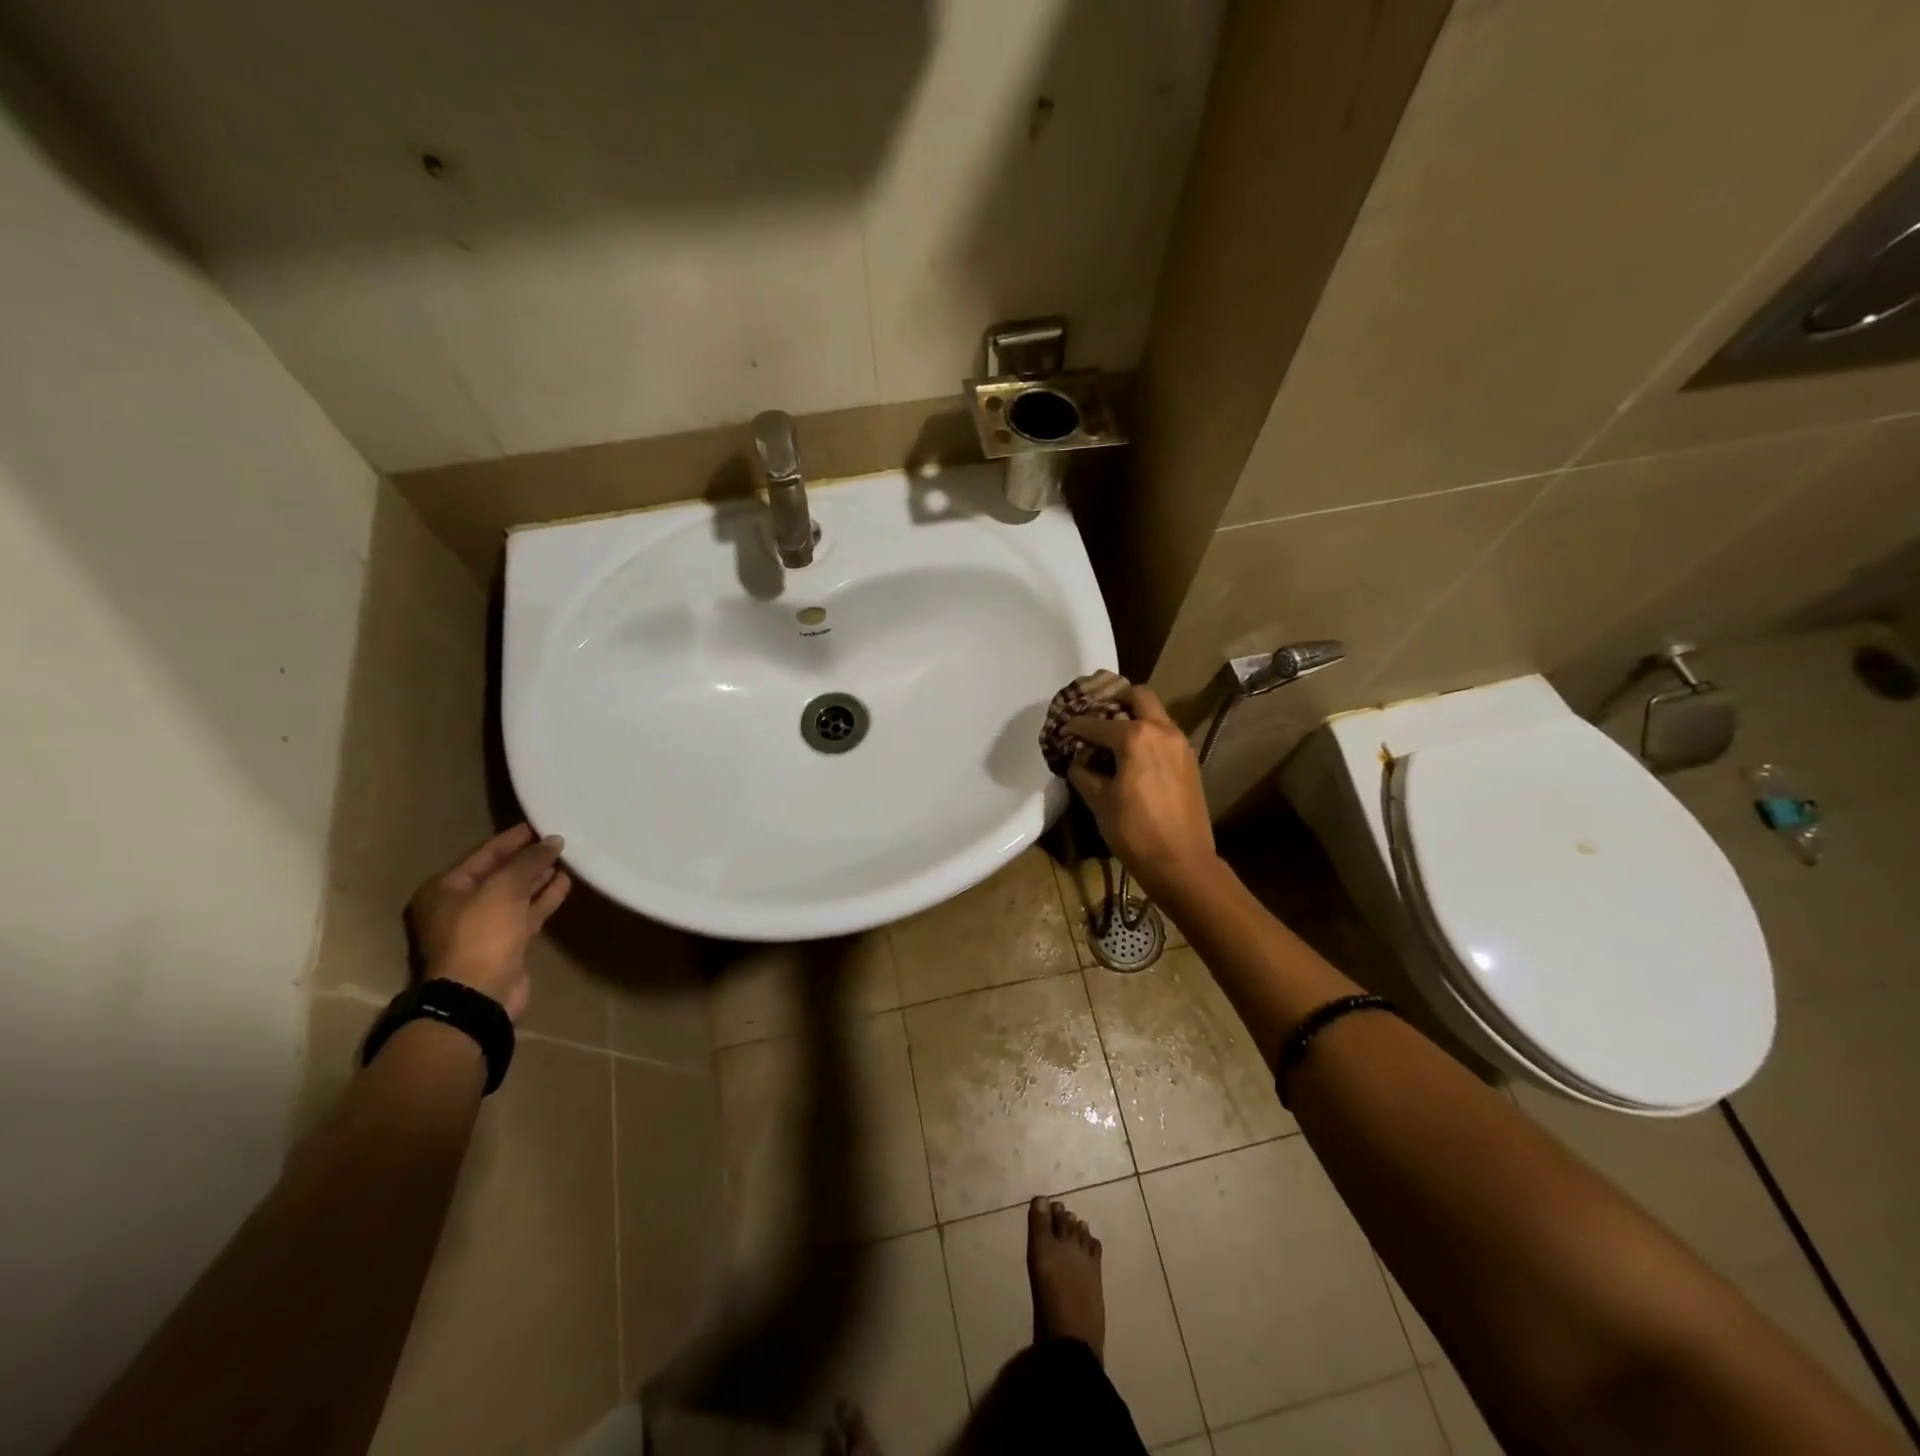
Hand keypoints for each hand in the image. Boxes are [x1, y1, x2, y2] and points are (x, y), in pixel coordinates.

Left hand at [406, 823, 571, 1021]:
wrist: (478, 994)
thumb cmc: (481, 934)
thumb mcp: (503, 888)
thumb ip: (529, 861)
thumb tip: (553, 841)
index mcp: (446, 889)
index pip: (484, 854)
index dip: (512, 839)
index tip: (540, 824)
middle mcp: (461, 905)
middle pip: (499, 873)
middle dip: (528, 857)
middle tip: (558, 840)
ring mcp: (484, 926)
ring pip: (516, 893)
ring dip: (539, 877)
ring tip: (567, 858)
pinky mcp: (506, 942)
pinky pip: (527, 912)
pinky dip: (544, 897)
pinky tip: (565, 883)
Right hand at [1066, 686, 1216, 896]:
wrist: (1182, 862)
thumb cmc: (1134, 831)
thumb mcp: (1099, 802)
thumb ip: (1084, 774)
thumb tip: (1077, 762)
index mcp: (1135, 737)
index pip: (1097, 722)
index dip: (1076, 725)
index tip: (1063, 729)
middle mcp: (1162, 731)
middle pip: (1139, 696)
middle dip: (1115, 700)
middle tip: (1097, 715)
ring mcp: (1181, 745)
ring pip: (1156, 714)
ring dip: (1135, 717)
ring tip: (1113, 737)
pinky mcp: (1190, 762)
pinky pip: (1166, 735)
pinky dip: (1148, 735)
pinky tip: (1134, 757)